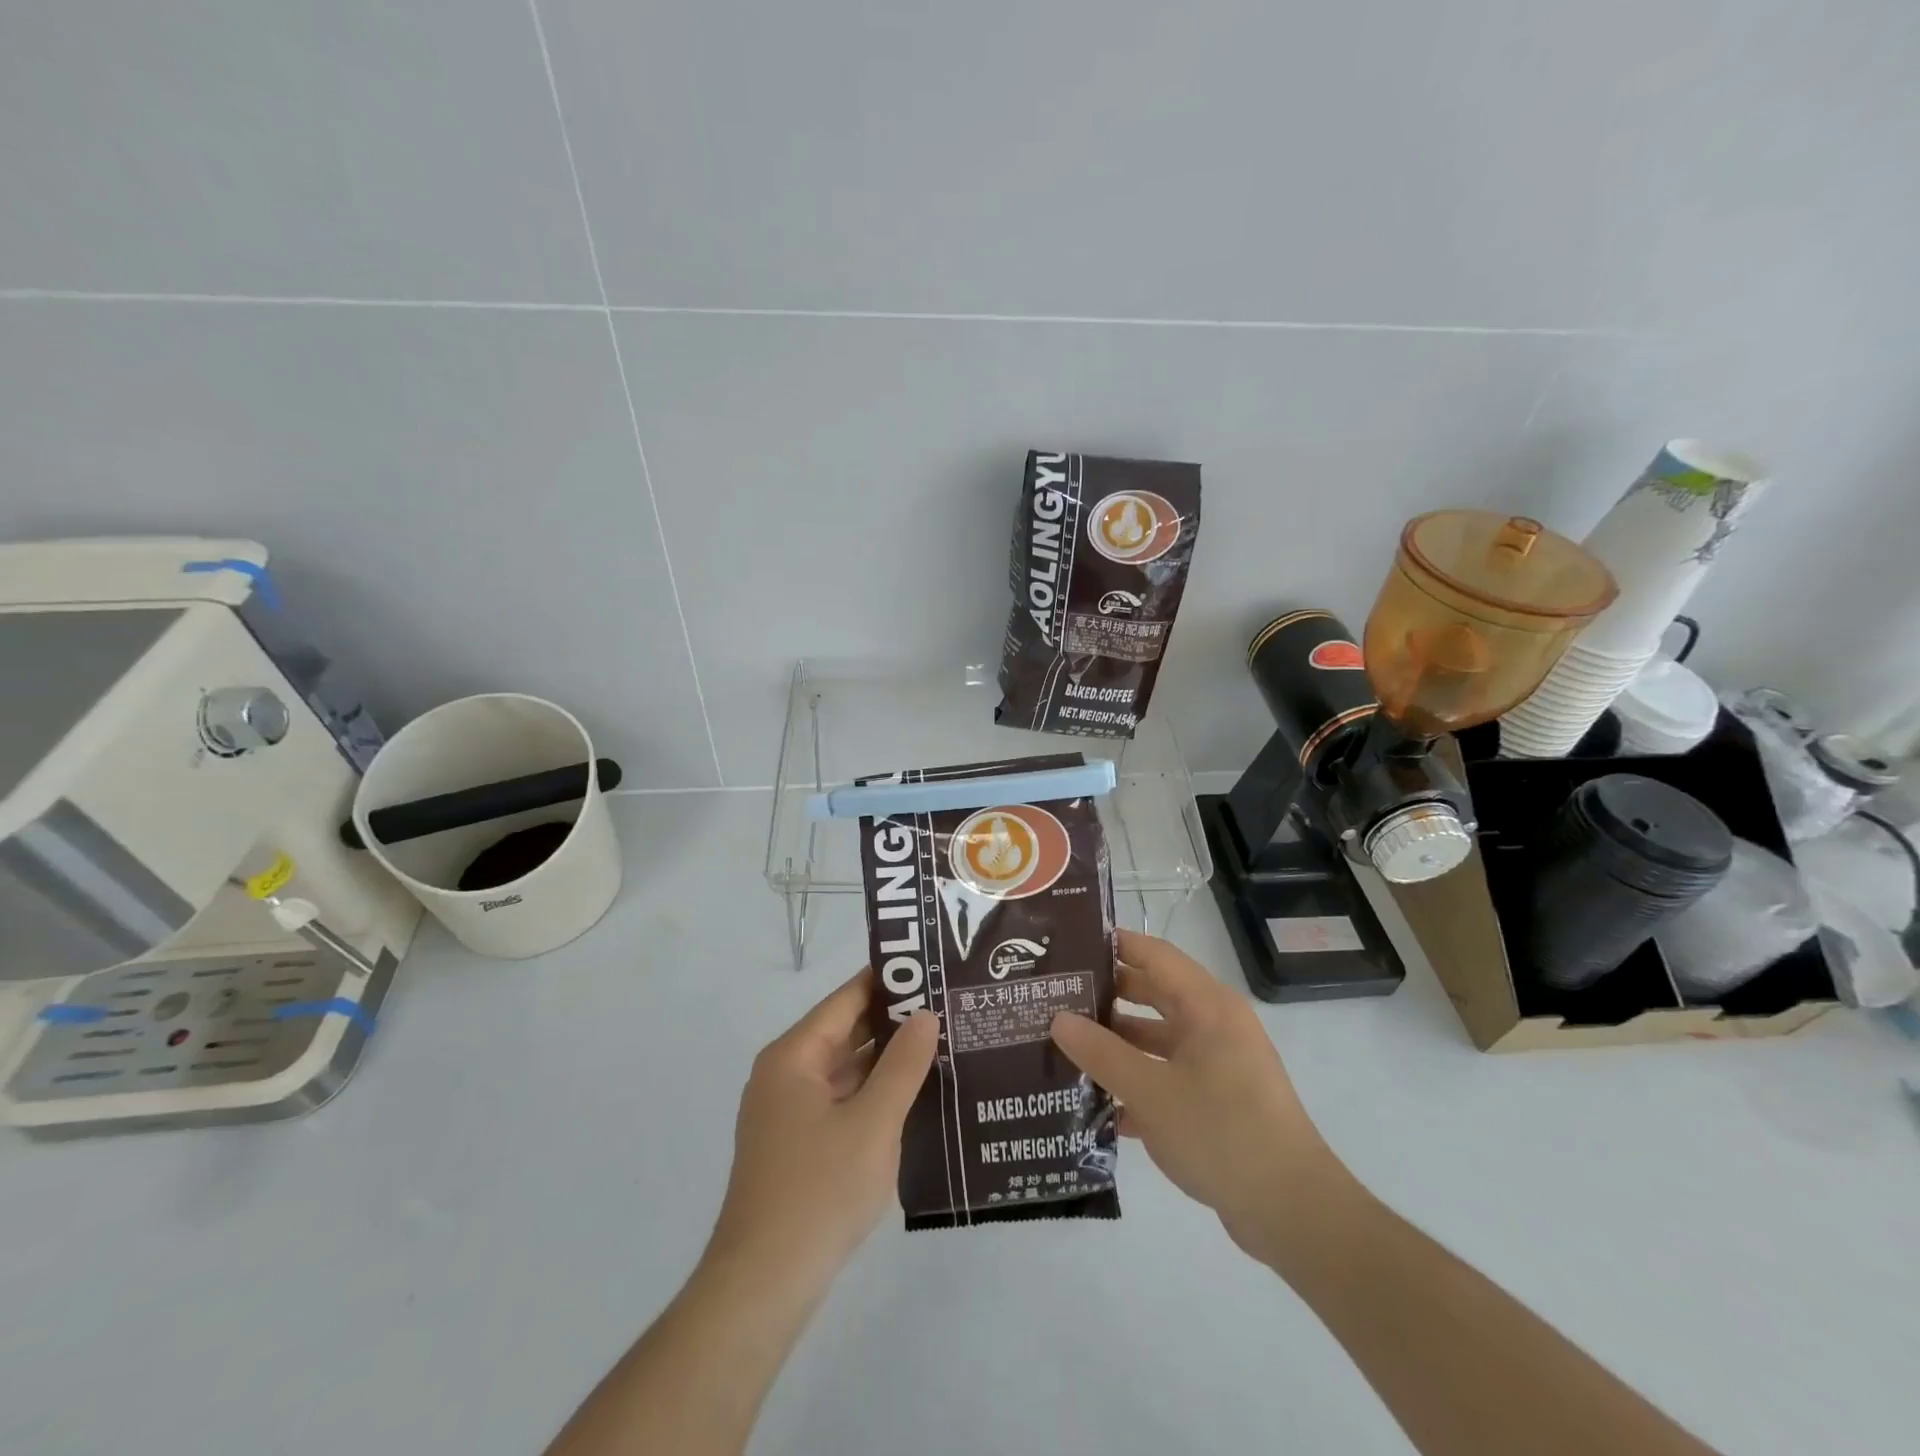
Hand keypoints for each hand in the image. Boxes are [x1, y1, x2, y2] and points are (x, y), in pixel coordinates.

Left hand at [708, 969, 939, 1283]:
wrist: (764, 1285)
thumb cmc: (819, 1191)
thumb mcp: (873, 1122)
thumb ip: (903, 1065)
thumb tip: (926, 1014)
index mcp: (794, 1056)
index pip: (847, 999)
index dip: (889, 981)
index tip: (932, 968)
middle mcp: (786, 1074)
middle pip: (845, 1031)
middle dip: (894, 1020)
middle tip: (948, 1005)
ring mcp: (789, 1111)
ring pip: (845, 1068)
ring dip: (887, 1059)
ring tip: (942, 1042)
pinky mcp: (798, 1143)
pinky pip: (841, 1099)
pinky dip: (874, 1092)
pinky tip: (914, 1093)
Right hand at [1050, 930, 1339, 1263]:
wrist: (1292, 1212)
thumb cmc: (1221, 1133)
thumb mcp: (1150, 1092)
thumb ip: (1101, 1053)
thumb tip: (1058, 1018)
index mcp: (1207, 1006)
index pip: (1154, 955)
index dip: (1113, 945)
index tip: (1069, 945)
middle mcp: (1215, 1024)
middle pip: (1154, 994)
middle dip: (1107, 995)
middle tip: (1056, 997)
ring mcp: (1219, 1063)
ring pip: (1159, 1037)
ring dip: (1118, 1042)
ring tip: (1066, 1046)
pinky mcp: (1219, 1099)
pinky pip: (1169, 1074)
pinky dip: (1138, 1081)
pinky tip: (1097, 1103)